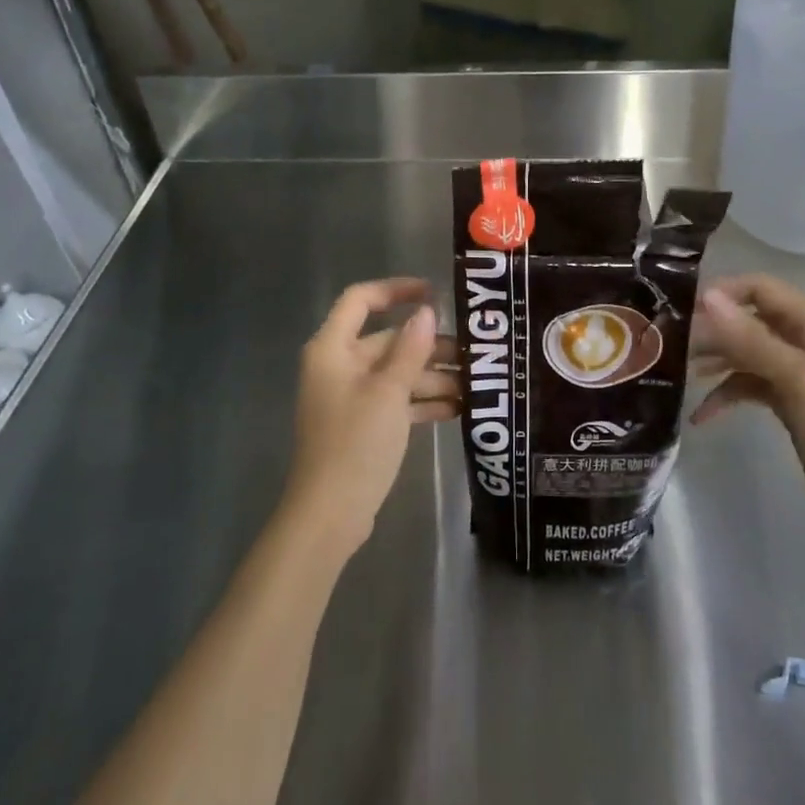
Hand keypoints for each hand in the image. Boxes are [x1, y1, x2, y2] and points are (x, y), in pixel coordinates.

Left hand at [284, 278, 458, 556]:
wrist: (330, 515)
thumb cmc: (355, 443)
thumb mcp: (389, 392)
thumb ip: (410, 349)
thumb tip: (427, 312)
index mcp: (332, 349)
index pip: (360, 300)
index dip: (396, 290)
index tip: (434, 294)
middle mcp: (339, 366)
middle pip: (387, 341)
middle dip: (429, 347)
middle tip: (472, 354)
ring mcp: (351, 397)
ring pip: (396, 373)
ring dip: (432, 377)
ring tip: (474, 385)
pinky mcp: (363, 424)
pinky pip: (396, 400)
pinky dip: (422, 402)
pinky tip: (458, 410)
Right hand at [691, 275, 804, 531]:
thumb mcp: (796, 377)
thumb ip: (750, 337)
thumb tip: (707, 296)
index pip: (758, 288)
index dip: (722, 292)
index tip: (682, 309)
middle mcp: (802, 339)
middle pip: (747, 319)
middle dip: (711, 329)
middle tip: (671, 345)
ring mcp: (794, 372)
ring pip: (744, 352)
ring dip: (714, 360)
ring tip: (678, 374)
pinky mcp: (787, 401)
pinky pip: (747, 385)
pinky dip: (725, 395)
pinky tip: (701, 415)